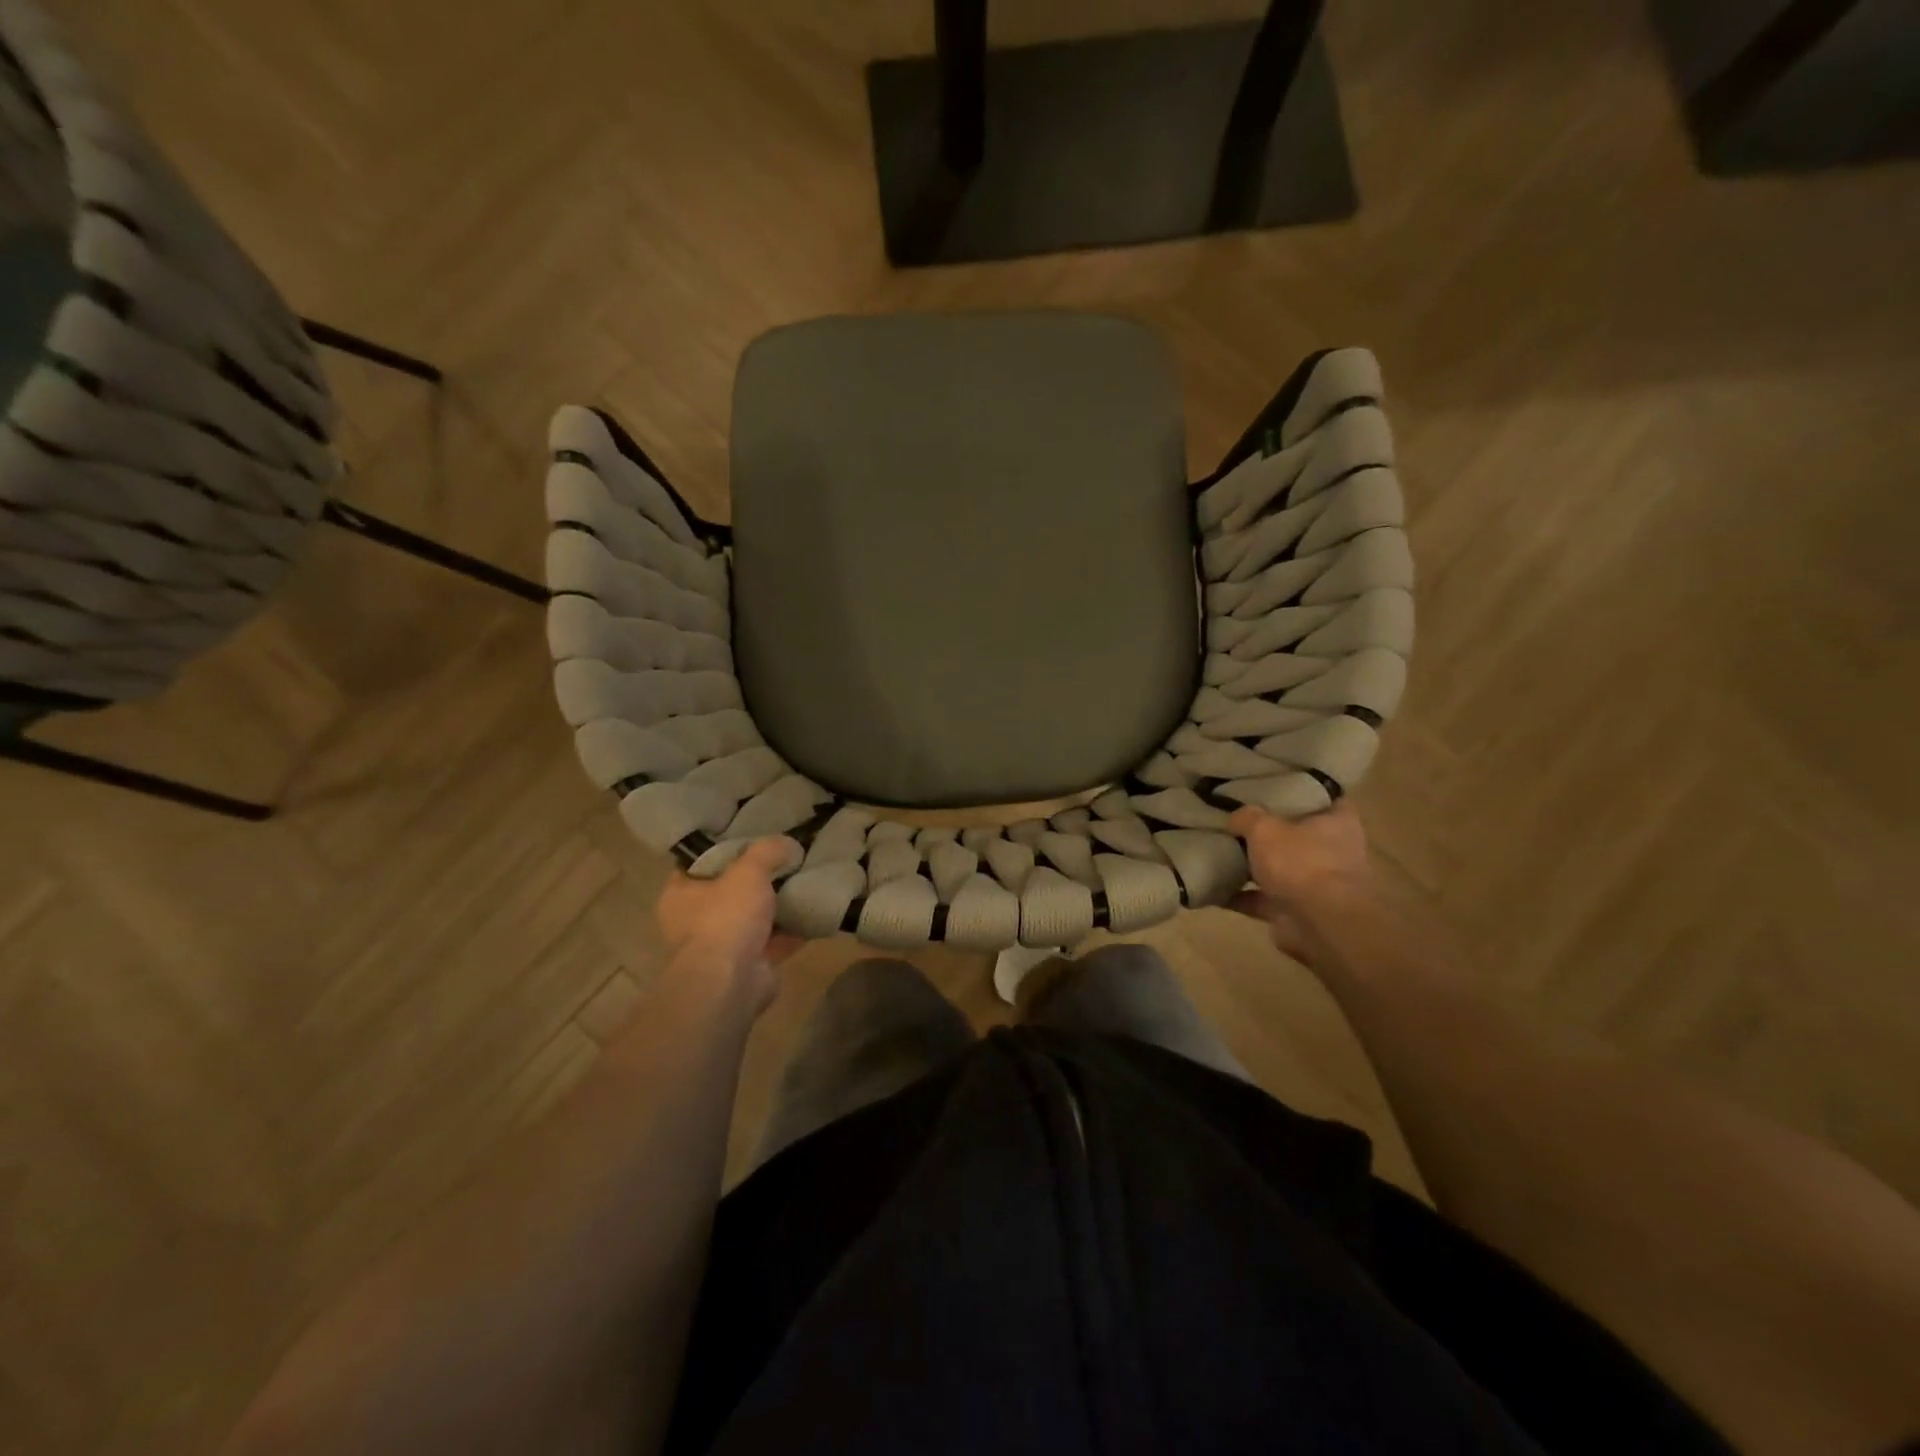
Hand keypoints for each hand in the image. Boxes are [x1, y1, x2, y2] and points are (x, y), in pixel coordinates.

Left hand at [656, 838, 804, 999]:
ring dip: (775, 907)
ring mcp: (721, 947)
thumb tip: (788, 843)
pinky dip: (791, 931)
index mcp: (680, 895)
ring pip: (752, 918)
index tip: (749, 837)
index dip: (722, 849)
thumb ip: (767, 851)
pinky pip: (773, 942)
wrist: (731, 982)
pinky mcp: (747, 966)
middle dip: (755, 879)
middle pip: (728, 891)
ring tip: (803, 882)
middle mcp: (694, 922)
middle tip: (783, 858)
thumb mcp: (748, 870)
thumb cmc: (726, 918)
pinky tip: (813, 914)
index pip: (697, 864)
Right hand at [1228, 802, 1377, 961]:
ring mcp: (1316, 884)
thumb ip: (1247, 817)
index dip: (1301, 789)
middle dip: (1271, 831)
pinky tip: (1212, 889)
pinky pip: (1262, 899)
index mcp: (1337, 822)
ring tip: (1219, 852)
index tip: (1273, 784)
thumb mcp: (1265, 828)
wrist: (1320, 924)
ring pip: (1280, 868)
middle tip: (1237, 817)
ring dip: (1253, 867)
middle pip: (1298, 834)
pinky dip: (1240, 896)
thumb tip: (1235, 817)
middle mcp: (1333, 851)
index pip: (1324, 796)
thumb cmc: (1302, 862)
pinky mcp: (1297, 911)